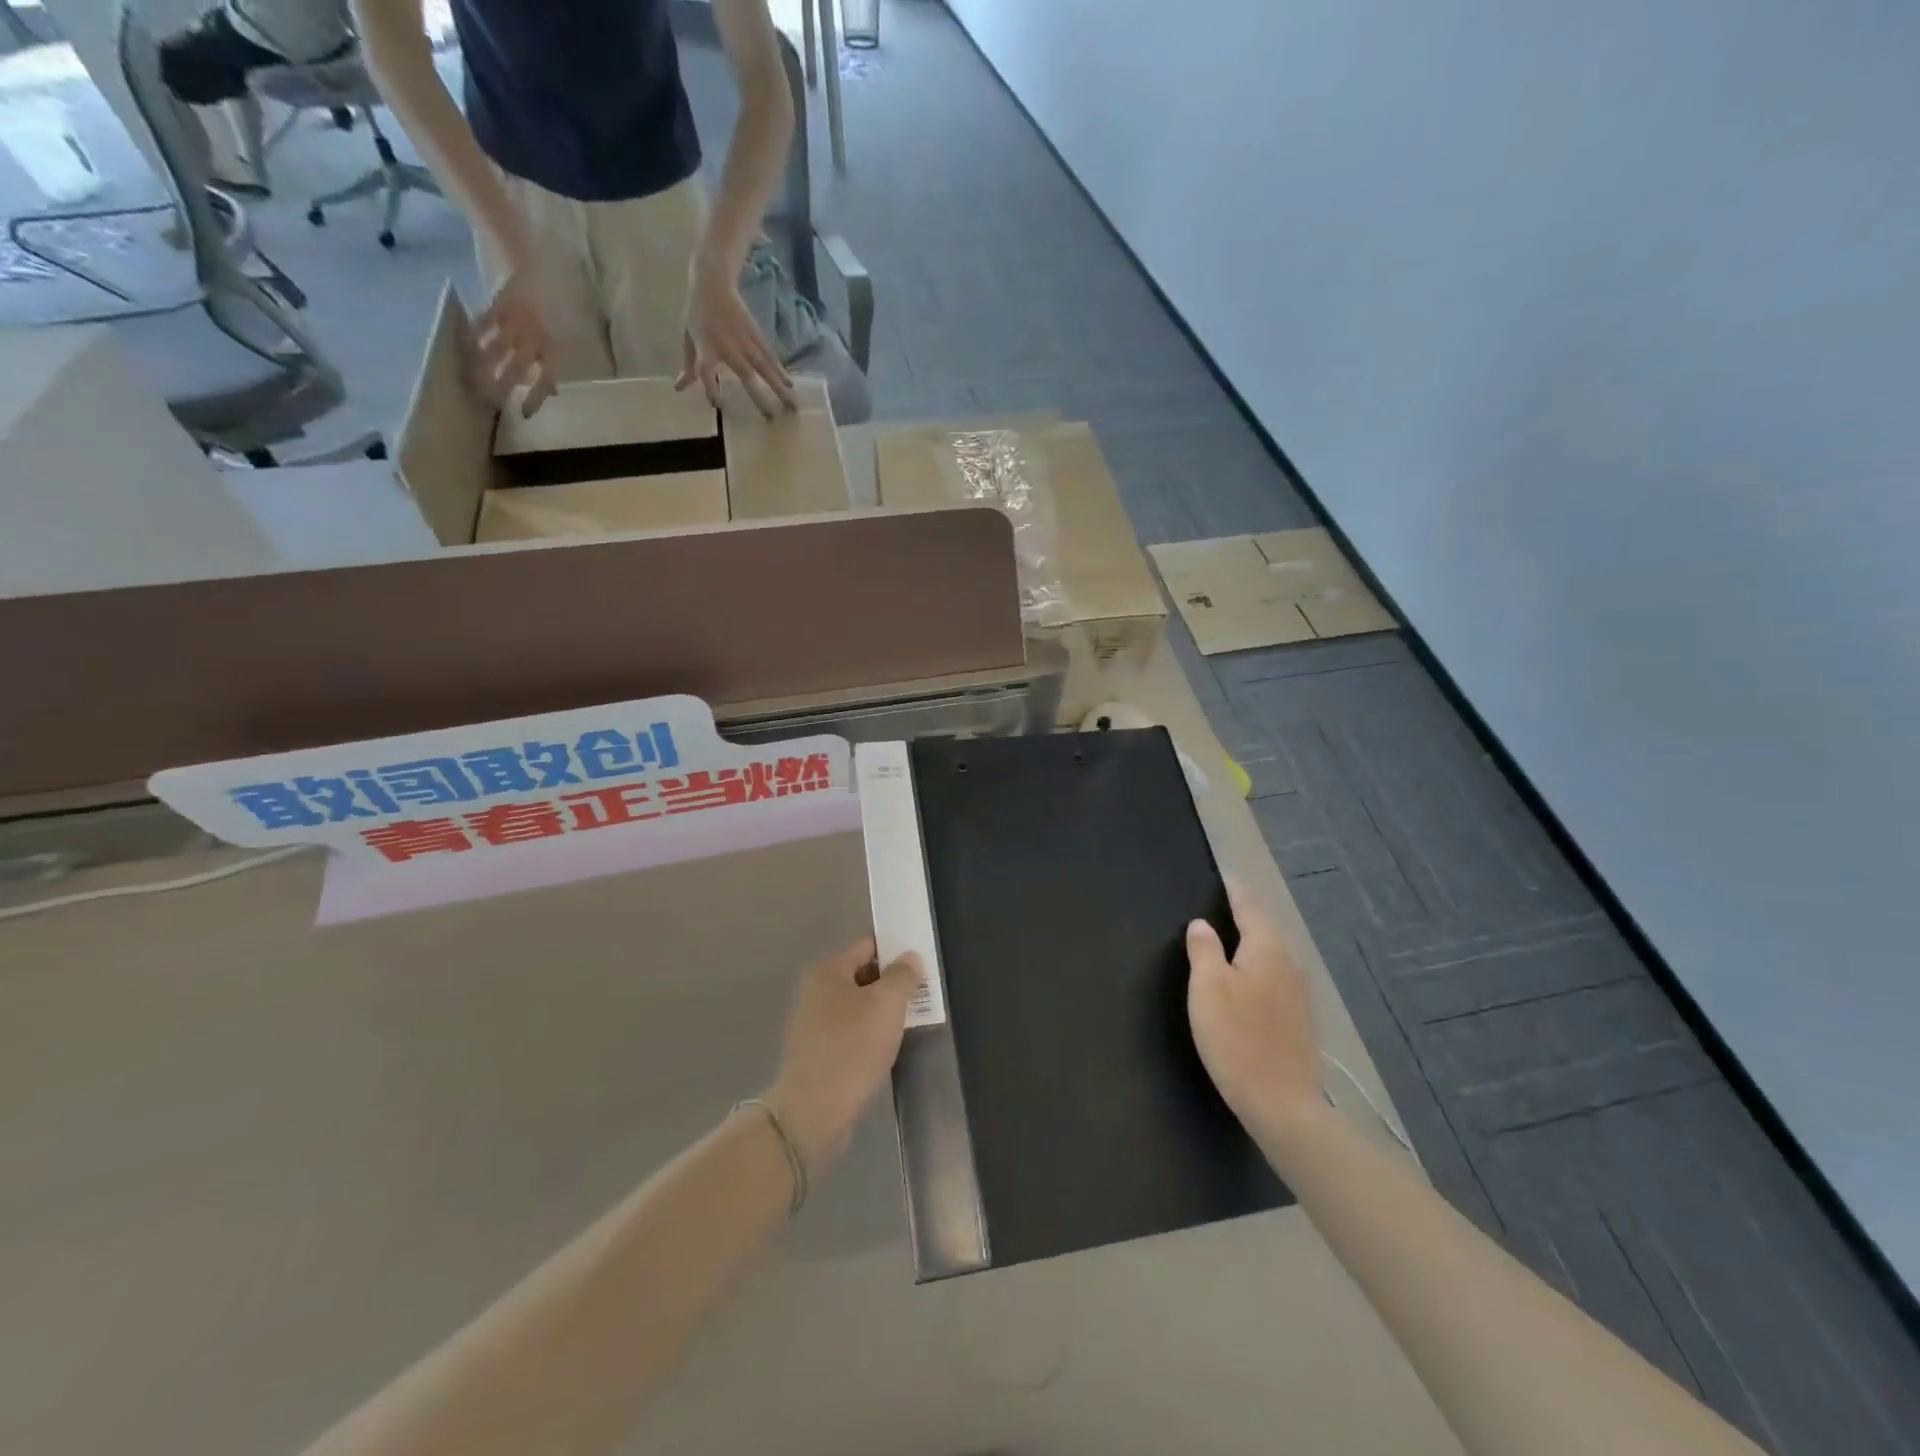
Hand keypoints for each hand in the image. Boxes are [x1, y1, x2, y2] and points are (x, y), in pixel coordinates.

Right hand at [473, 267, 557, 416]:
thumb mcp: (571, 336)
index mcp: (556, 348)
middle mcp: (535, 339)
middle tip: (488, 402)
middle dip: (500, 387)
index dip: (535, 398)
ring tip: (471, 382)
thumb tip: (553, 391)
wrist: (542, 264)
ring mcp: (515, 322)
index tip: (523, 413)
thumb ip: (557, 363)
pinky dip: (473, 338)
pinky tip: (464, 349)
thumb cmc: (560, 305)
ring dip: (482, 367)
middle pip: (514, 369)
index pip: (545, 380)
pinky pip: (483, 325)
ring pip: (495, 350)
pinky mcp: (498, 306)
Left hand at [678, 256, 795, 417]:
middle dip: (759, 397)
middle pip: (746, 375)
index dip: (711, 388)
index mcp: (706, 346)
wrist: (713, 282)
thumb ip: (689, 365)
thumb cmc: (697, 313)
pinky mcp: (757, 335)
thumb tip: (681, 388)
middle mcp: (728, 346)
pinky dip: (780, 371)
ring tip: (791, 406)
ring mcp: (745, 341)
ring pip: (764, 368)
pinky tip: (789, 385)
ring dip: (778, 387)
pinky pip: (769, 356)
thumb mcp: (688, 338)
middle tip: (771, 418)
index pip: (706, 370)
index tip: (716, 404)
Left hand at [765, 938, 921, 1171]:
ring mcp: (814, 1023)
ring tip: (913, 1021)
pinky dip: (871, 1034)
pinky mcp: (818, 1052)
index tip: (922, 963)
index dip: (897, 951)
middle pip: (863, 975)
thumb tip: (910, 957)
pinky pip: (851, 1031)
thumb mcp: (887, 1005)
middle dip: (893, 983)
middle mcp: (816, 991)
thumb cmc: (852, 1048)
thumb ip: (903, 976)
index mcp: (828, 971)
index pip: (868, 946)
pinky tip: (889, 1046)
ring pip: (859, 1006)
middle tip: (924, 994)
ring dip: (883, 1011)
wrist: (813, 1112)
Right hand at [1186, 880, 1324, 1145]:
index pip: (1249, 907)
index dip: (1235, 889)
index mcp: (1267, 950)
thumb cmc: (1237, 1038)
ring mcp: (1300, 995)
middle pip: (1266, 930)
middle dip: (1246, 915)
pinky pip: (1276, 979)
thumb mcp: (1208, 988)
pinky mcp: (1300, 1021)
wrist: (1282, 1104)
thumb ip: (1204, 950)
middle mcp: (1290, 965)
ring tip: (1232, 937)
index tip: (1226, 872)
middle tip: (1225, 901)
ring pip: (1273, 956)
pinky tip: (1248, 980)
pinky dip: (1260, 968)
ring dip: (1253, 943)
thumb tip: (1202, 924)